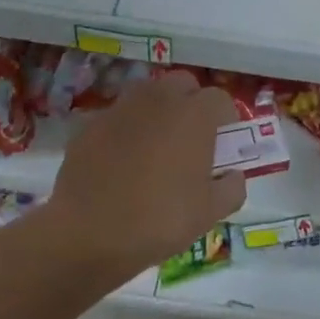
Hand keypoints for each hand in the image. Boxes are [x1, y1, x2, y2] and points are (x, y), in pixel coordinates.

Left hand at [49, 72, 245, 280]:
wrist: (87, 234)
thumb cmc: (160, 220)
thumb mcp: (210, 213)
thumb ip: (232, 187)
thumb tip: (232, 175)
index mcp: (194, 114)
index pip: (220, 100)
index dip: (226, 122)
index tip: (222, 147)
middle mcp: (159, 99)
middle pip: (184, 84)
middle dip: (192, 104)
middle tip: (191, 140)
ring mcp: (121, 108)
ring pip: (148, 95)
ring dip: (158, 112)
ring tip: (155, 149)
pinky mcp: (90, 125)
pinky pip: (119, 118)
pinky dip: (126, 131)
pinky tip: (121, 164)